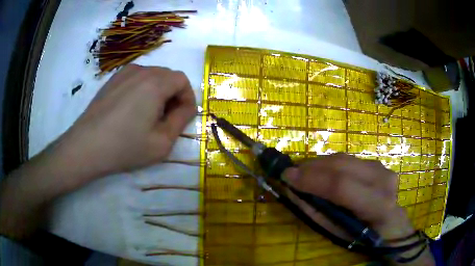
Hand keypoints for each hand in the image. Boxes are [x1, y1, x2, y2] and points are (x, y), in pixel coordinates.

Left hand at [53, 64, 196, 184]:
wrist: (87, 146)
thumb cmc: (125, 147)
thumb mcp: (162, 142)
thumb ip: (181, 120)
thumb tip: (186, 107)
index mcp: (155, 83)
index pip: (182, 80)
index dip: (187, 98)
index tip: (181, 117)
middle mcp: (141, 71)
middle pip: (167, 76)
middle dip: (173, 95)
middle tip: (164, 119)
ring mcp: (124, 73)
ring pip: (152, 76)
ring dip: (157, 92)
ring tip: (147, 115)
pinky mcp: (112, 79)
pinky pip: (136, 78)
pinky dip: (142, 90)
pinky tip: (131, 110)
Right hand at [283, 153, 412, 240]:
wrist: (391, 225)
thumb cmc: (365, 237)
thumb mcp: (338, 234)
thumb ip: (316, 212)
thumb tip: (292, 191)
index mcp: (377, 205)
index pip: (341, 186)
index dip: (312, 179)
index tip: (287, 176)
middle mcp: (383, 180)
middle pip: (342, 165)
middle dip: (312, 167)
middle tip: (291, 173)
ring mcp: (382, 168)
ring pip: (344, 158)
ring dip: (319, 164)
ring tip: (303, 172)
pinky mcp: (377, 163)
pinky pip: (349, 159)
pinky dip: (330, 164)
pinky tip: (321, 172)